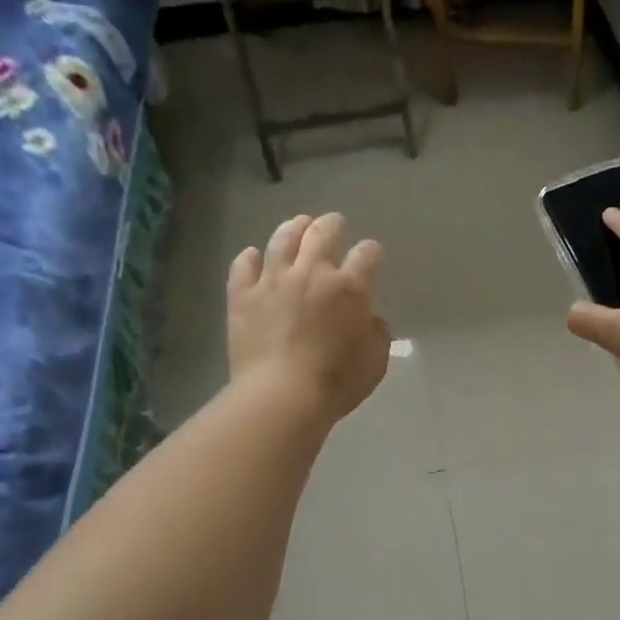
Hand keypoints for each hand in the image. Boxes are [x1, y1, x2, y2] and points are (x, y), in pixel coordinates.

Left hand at [228, 213, 389, 424]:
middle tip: (335, 223)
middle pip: (323, 233)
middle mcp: (312, 273)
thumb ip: (376, 332)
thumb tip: (369, 317)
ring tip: (298, 224)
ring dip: (294, 227)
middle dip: (332, 224)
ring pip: (282, 240)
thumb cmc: (336, 382)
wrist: (281, 396)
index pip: (367, 255)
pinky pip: (243, 267)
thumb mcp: (375, 361)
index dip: (371, 252)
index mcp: (350, 288)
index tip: (372, 254)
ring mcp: (273, 281)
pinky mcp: (243, 296)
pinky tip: (252, 255)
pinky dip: (249, 258)